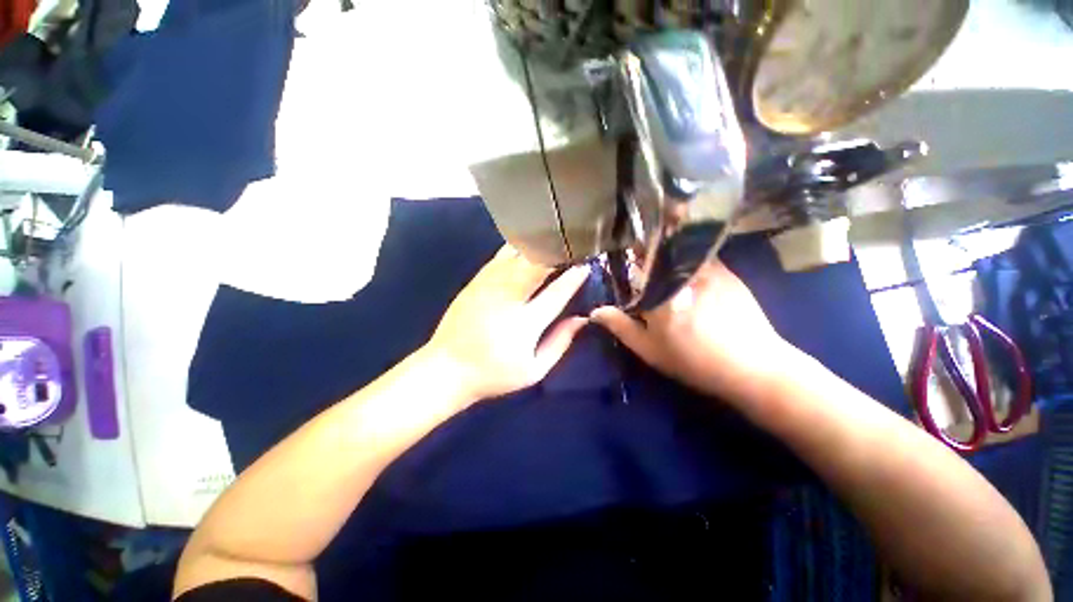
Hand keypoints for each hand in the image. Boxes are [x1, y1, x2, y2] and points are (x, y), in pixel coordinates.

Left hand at [423, 245, 589, 402]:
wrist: (447, 368)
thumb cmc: (494, 374)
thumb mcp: (534, 370)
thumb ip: (560, 343)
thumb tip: (581, 319)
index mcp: (525, 322)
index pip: (556, 292)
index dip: (574, 277)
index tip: (586, 265)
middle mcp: (508, 297)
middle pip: (536, 265)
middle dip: (557, 252)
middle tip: (573, 245)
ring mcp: (489, 285)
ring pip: (518, 255)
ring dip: (539, 246)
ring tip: (555, 240)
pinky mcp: (476, 281)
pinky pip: (500, 256)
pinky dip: (518, 248)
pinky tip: (528, 245)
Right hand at [590, 260, 798, 402]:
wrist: (752, 367)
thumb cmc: (692, 360)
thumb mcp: (649, 349)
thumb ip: (620, 326)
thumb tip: (595, 311)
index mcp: (659, 291)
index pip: (637, 262)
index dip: (630, 254)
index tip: (627, 253)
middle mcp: (682, 274)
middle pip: (659, 252)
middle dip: (650, 250)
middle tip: (645, 259)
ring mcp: (709, 270)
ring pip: (681, 251)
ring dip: (671, 251)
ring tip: (666, 262)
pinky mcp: (728, 273)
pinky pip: (702, 257)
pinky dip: (690, 258)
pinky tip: (690, 272)